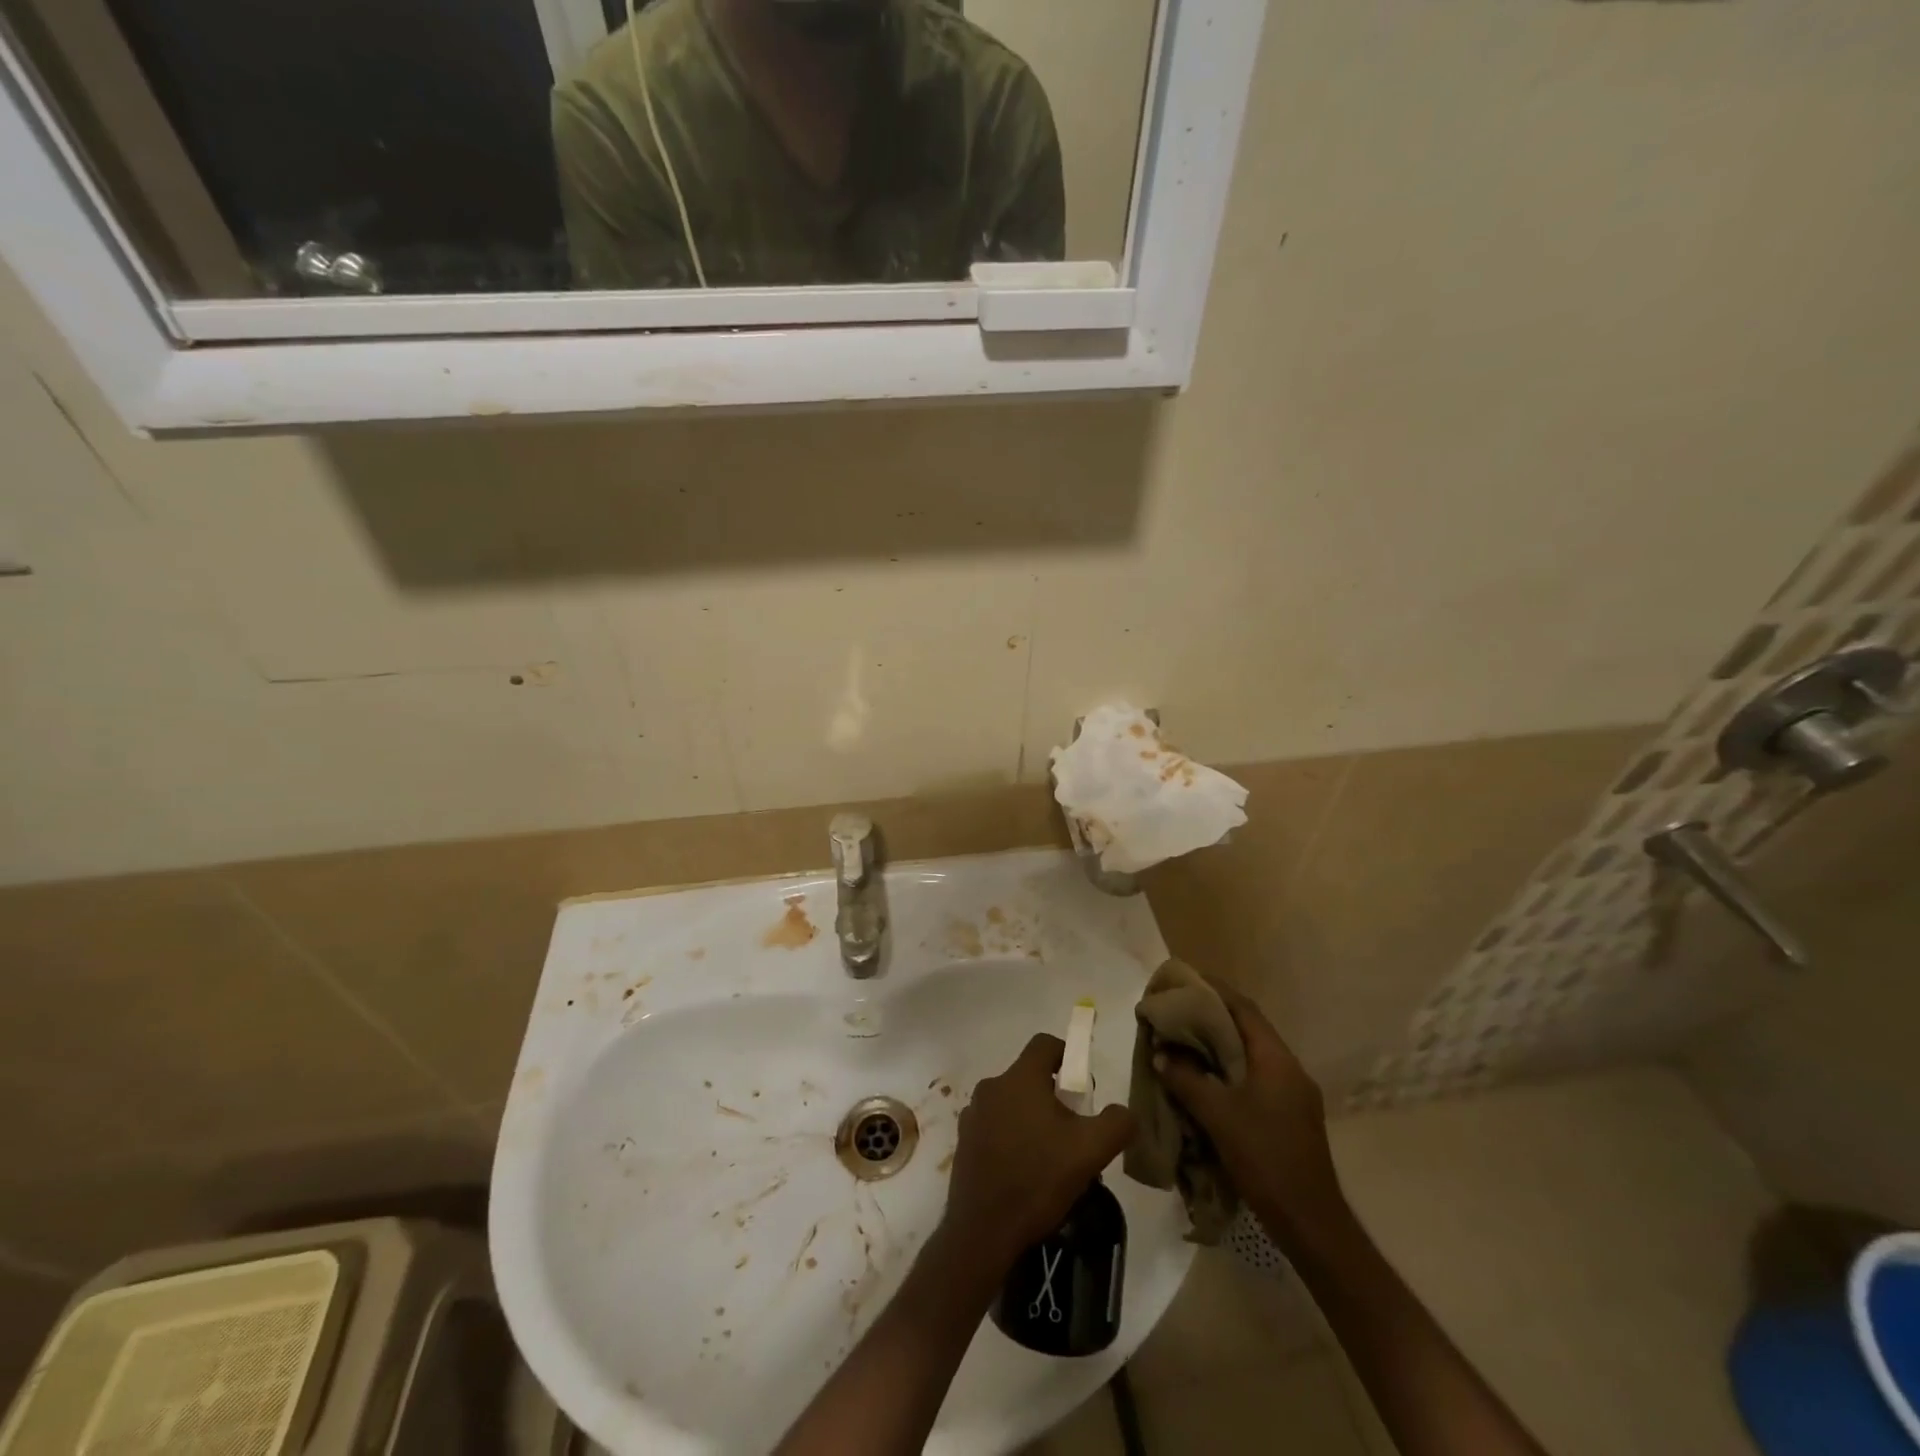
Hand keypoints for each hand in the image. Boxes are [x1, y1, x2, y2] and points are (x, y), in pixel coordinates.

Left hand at [943, 1034, 1134, 1267]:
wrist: (983, 1231)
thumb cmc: (1038, 1179)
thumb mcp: (1091, 1151)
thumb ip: (1117, 1123)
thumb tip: (1124, 1111)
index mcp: (1019, 1078)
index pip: (1045, 1044)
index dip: (1069, 1056)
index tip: (1083, 1088)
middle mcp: (991, 1086)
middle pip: (1029, 1075)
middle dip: (1054, 1095)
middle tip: (1073, 1129)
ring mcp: (973, 1114)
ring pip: (1012, 1102)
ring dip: (1032, 1117)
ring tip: (1051, 1156)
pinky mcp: (964, 1140)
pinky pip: (995, 1125)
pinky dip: (1012, 1136)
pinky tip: (1025, 1171)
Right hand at [1153, 981, 1349, 1251]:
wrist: (1310, 1222)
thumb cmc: (1265, 1158)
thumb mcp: (1218, 1116)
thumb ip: (1187, 1079)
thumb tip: (1161, 1054)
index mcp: (1276, 1059)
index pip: (1243, 1009)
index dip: (1214, 991)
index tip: (1185, 981)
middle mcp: (1289, 1068)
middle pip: (1247, 1029)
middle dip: (1212, 1017)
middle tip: (1177, 1012)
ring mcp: (1293, 1094)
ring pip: (1250, 1055)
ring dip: (1219, 1046)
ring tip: (1184, 1042)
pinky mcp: (1290, 1116)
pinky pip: (1254, 1077)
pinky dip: (1228, 1070)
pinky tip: (1205, 1080)